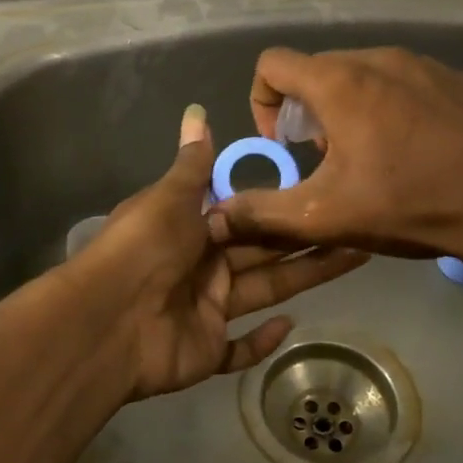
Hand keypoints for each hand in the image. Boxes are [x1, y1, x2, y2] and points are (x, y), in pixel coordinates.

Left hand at [68, 104, 367, 400]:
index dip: (281, 202)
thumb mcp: (170, 197)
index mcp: (193, 227)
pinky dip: (262, 342)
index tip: (321, 186)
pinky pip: (239, 348)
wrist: (107, 319)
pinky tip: (291, 325)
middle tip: (355, 223)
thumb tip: (197, 111)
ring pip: (265, 290)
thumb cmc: (144, 247)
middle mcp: (203, 266)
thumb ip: (193, 162)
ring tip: (355, 256)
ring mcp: (206, 309)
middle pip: (264, 250)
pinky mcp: (207, 351)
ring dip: (304, 277)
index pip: (246, 212)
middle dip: (306, 237)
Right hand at [205, 47, 462, 277]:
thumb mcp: (325, 215)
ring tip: (371, 160)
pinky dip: (392, 110)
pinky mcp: (458, 80)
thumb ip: (261, 211)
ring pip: (364, 76)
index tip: (282, 144)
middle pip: (319, 71)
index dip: (262, 102)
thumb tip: (214, 214)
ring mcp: (425, 64)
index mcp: (340, 81)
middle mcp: (379, 58)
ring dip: (350, 112)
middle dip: (308, 114)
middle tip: (326, 162)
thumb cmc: (409, 204)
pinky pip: (406, 84)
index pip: (272, 64)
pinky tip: (415, 153)